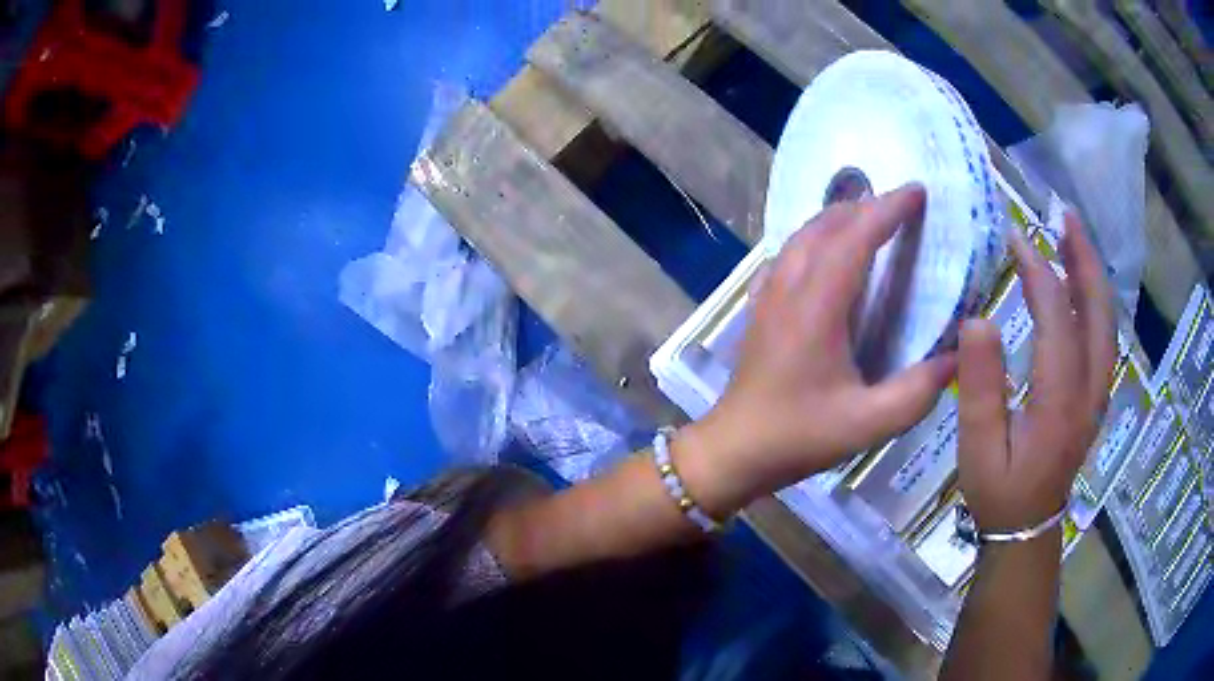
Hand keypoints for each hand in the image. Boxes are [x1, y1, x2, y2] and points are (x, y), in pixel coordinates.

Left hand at [676, 184, 957, 516]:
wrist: (734, 450)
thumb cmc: (800, 436)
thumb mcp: (868, 424)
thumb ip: (918, 391)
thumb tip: (956, 358)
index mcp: (817, 306)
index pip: (855, 237)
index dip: (888, 209)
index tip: (917, 191)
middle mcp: (789, 288)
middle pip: (826, 226)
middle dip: (866, 207)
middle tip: (902, 204)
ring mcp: (768, 295)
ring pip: (802, 235)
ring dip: (838, 217)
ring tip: (871, 217)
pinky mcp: (759, 308)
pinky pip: (787, 255)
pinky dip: (814, 238)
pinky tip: (826, 252)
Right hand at [957, 212, 1115, 532]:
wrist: (1028, 528)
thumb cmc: (1000, 491)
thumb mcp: (978, 450)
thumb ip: (981, 388)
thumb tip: (978, 319)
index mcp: (1060, 401)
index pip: (1058, 319)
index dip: (1038, 272)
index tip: (1015, 237)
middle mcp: (1090, 390)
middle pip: (1098, 312)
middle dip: (1083, 258)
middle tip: (1063, 215)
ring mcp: (1098, 393)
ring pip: (1106, 322)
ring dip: (1092, 274)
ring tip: (1072, 236)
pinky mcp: (1096, 395)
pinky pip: (1103, 337)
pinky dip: (1095, 300)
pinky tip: (1081, 284)